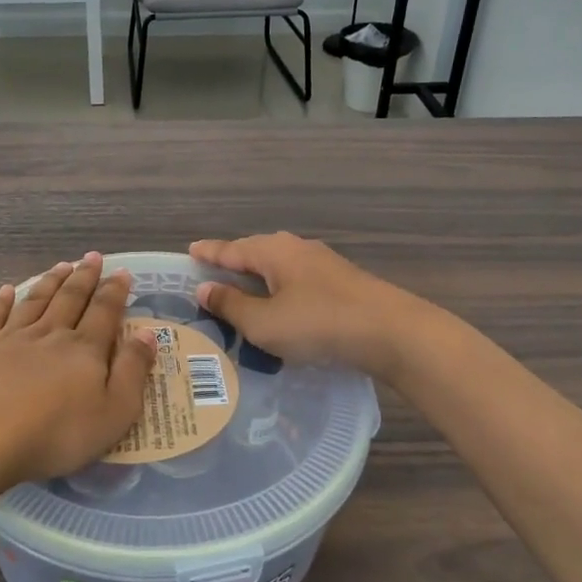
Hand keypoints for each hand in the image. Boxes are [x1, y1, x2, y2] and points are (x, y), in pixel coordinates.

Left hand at [0, 253, 156, 492]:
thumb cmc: (56, 434)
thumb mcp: (114, 412)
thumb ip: (133, 371)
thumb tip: (147, 333)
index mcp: (84, 349)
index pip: (104, 312)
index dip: (115, 291)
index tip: (122, 272)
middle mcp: (49, 334)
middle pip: (70, 299)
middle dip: (84, 277)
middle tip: (92, 257)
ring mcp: (10, 338)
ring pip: (35, 301)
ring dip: (50, 282)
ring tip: (61, 265)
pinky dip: (0, 301)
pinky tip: (6, 290)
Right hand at [189, 233, 422, 378]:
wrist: (391, 332)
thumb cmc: (318, 324)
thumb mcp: (264, 322)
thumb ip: (232, 305)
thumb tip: (205, 288)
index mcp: (273, 252)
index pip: (231, 249)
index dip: (208, 253)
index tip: (190, 250)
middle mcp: (296, 249)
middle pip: (255, 252)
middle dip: (233, 263)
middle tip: (211, 275)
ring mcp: (322, 264)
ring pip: (278, 267)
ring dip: (258, 278)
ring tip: (241, 292)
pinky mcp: (341, 283)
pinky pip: (296, 280)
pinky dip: (279, 290)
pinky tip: (280, 305)